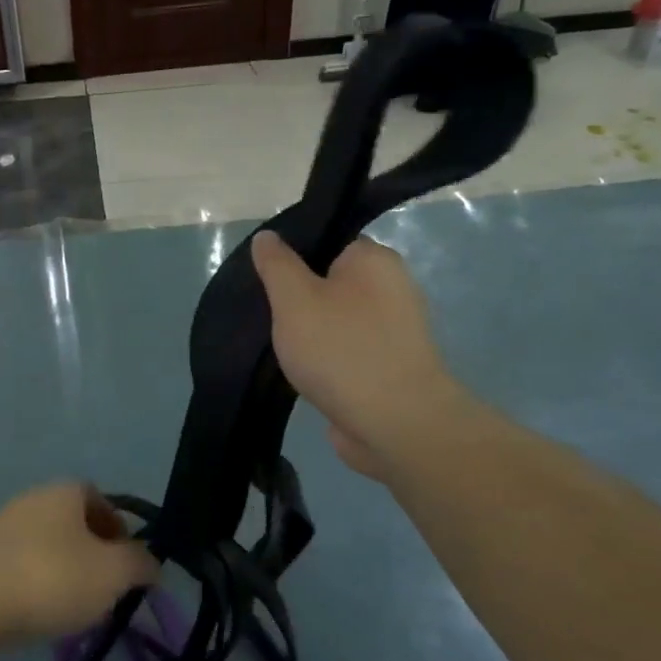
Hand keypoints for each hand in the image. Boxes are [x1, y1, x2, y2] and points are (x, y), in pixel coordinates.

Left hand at [0, 483, 158, 647]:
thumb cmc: (51, 577)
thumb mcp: (112, 573)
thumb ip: (139, 564)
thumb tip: (152, 561)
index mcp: (65, 491)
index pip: (101, 500)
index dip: (119, 530)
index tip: (128, 565)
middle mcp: (32, 498)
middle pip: (73, 523)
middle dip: (92, 554)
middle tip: (104, 591)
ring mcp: (1, 526)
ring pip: (46, 545)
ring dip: (63, 571)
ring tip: (71, 610)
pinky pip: (19, 566)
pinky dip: (34, 585)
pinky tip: (36, 614)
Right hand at [250, 232, 466, 482]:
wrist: (395, 424)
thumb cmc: (341, 349)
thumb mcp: (294, 299)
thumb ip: (277, 265)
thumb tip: (267, 236)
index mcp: (374, 260)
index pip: (328, 241)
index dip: (293, 256)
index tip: (265, 278)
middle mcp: (392, 288)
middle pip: (330, 282)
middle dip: (298, 299)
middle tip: (266, 314)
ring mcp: (394, 331)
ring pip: (337, 319)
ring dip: (310, 333)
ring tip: (278, 347)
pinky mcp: (389, 367)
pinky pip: (346, 351)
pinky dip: (325, 359)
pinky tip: (301, 372)